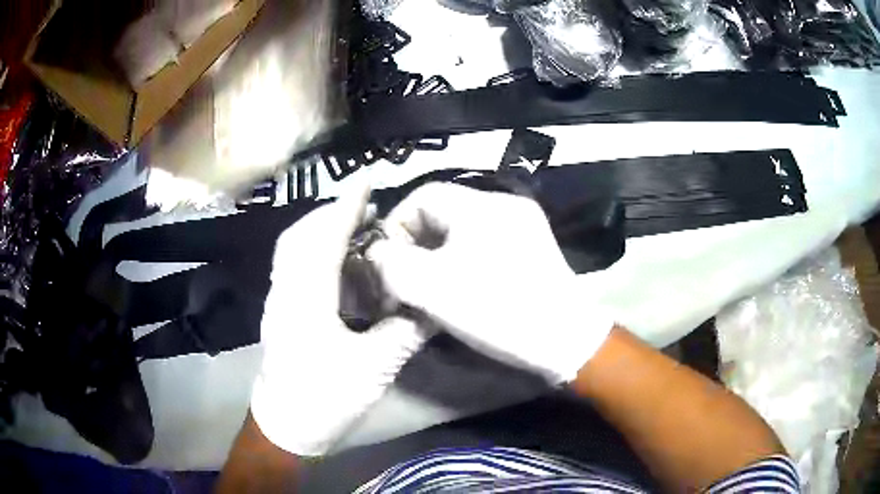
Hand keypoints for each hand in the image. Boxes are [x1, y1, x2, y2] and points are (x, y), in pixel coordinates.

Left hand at [251, 187, 426, 456]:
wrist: (284, 429)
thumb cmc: (324, 400)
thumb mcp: (373, 369)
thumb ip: (404, 332)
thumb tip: (435, 306)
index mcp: (306, 300)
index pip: (326, 239)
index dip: (348, 206)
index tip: (368, 180)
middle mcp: (284, 292)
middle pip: (299, 236)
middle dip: (331, 213)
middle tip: (364, 207)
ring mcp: (277, 302)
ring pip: (291, 250)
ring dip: (320, 231)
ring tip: (353, 230)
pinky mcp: (278, 314)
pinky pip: (291, 267)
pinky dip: (312, 252)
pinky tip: (336, 266)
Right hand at [368, 183, 613, 383]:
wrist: (564, 340)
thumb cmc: (498, 310)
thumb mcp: (432, 288)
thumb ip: (392, 264)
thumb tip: (377, 253)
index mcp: (481, 205)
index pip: (421, 196)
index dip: (396, 225)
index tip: (386, 261)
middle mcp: (503, 205)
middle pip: (441, 213)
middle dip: (415, 244)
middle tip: (403, 278)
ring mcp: (521, 225)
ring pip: (461, 231)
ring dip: (436, 255)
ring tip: (427, 286)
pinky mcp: (531, 247)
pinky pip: (482, 244)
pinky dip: (461, 261)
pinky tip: (458, 287)